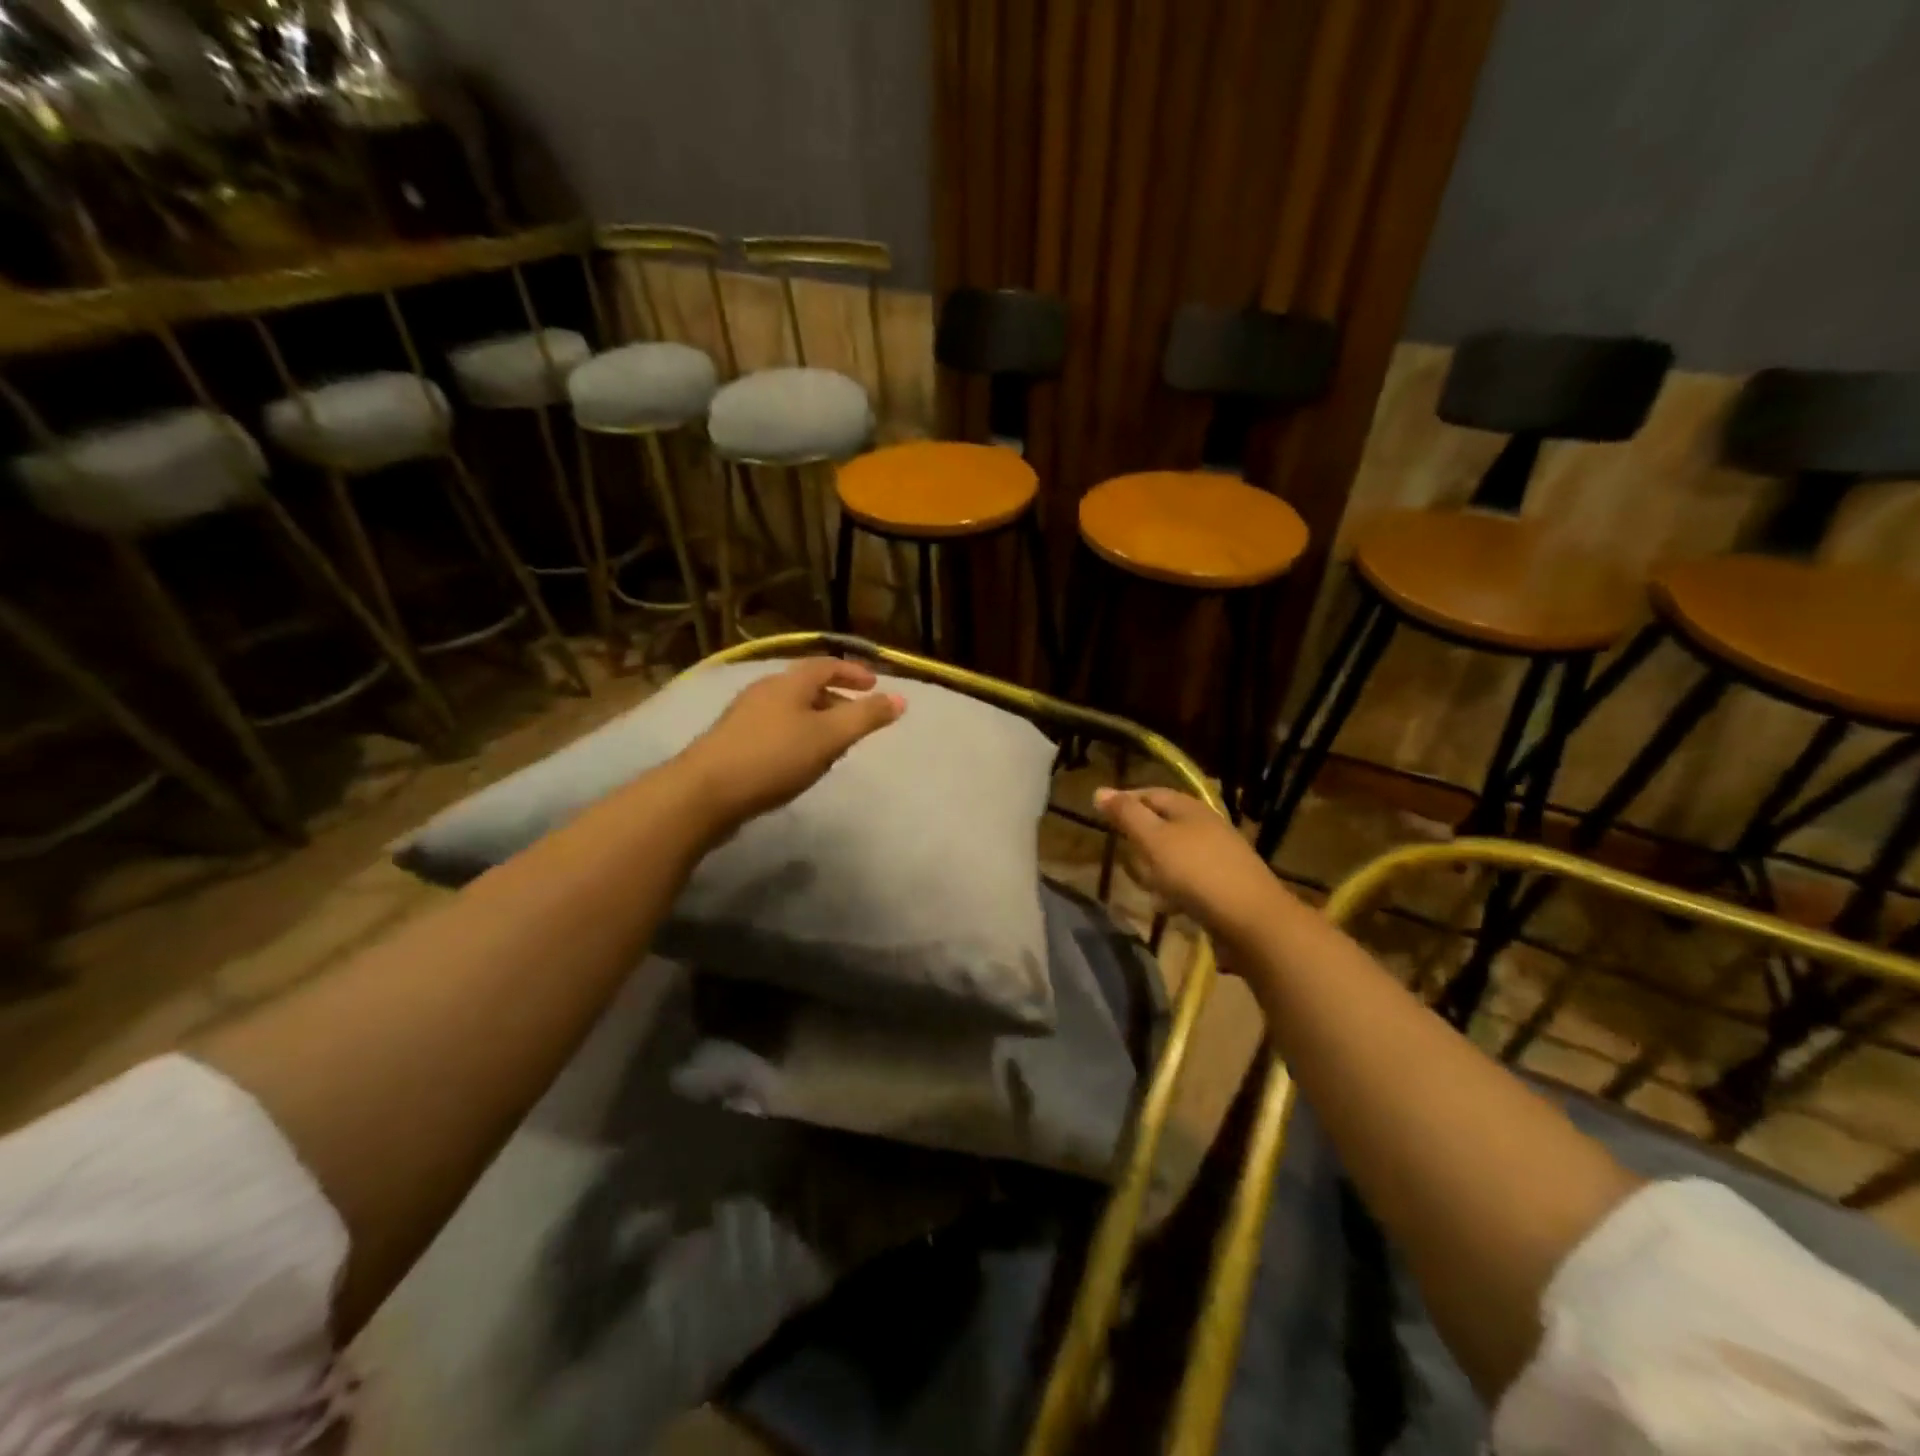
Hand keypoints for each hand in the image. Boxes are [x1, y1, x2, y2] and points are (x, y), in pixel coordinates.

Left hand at [676, 657, 905, 832]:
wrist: (704, 792)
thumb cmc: (773, 758)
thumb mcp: (829, 737)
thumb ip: (866, 718)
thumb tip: (900, 699)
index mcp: (789, 682)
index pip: (827, 665)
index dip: (853, 672)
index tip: (875, 685)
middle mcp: (764, 690)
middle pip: (807, 686)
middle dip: (836, 698)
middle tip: (858, 719)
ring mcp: (744, 715)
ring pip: (790, 709)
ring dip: (816, 719)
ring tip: (832, 744)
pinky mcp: (732, 741)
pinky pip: (774, 728)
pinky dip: (796, 735)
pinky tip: (798, 761)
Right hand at [1093, 786, 1283, 937]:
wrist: (1253, 921)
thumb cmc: (1196, 873)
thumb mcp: (1153, 840)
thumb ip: (1127, 815)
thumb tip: (1099, 790)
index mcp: (1190, 808)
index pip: (1150, 793)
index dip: (1125, 801)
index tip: (1101, 815)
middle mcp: (1207, 826)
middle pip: (1164, 824)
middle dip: (1141, 839)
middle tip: (1122, 854)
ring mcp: (1220, 856)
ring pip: (1176, 854)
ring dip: (1157, 868)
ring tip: (1144, 886)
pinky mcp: (1226, 885)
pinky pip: (1191, 880)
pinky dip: (1175, 889)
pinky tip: (1169, 906)